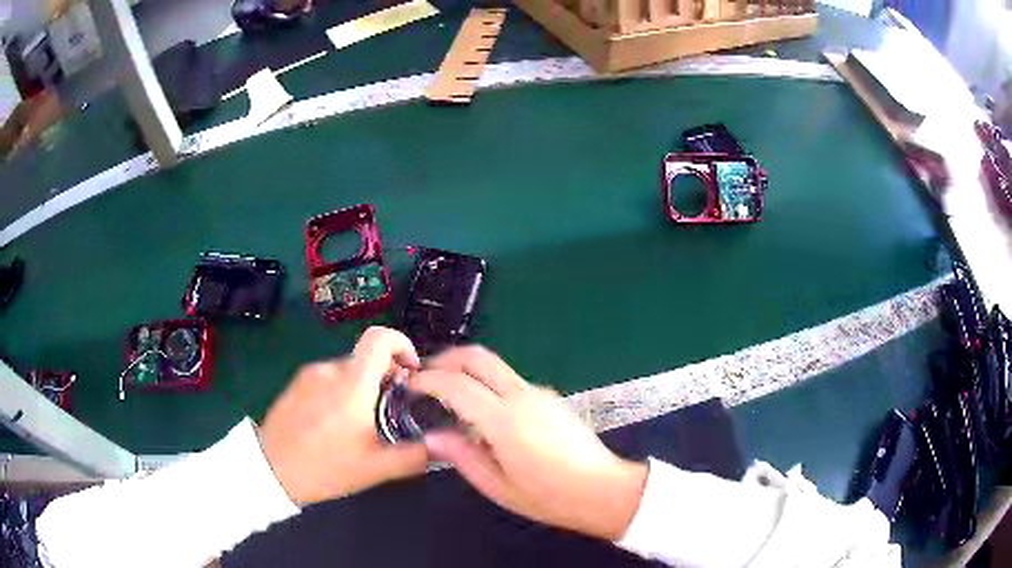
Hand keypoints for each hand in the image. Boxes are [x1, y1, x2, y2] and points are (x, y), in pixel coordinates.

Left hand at [257, 327, 428, 504]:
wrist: (270, 469)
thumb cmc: (324, 468)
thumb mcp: (375, 469)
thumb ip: (415, 455)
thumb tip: (443, 446)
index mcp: (352, 384)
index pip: (380, 338)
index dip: (403, 344)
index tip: (412, 371)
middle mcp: (330, 370)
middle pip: (367, 357)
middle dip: (386, 378)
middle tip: (390, 411)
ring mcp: (309, 374)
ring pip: (348, 369)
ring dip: (363, 387)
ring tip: (361, 423)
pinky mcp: (296, 383)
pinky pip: (328, 378)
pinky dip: (341, 391)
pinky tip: (336, 423)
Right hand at [412, 346, 648, 540]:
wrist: (604, 490)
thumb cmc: (550, 497)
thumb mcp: (498, 486)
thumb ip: (462, 457)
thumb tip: (433, 436)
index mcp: (505, 420)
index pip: (456, 384)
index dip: (427, 380)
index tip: (409, 386)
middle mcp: (522, 396)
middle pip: (478, 356)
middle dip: (446, 359)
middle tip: (424, 376)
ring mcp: (539, 393)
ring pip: (495, 367)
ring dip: (467, 371)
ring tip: (448, 397)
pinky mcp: (550, 397)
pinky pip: (511, 381)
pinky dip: (488, 385)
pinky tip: (483, 414)